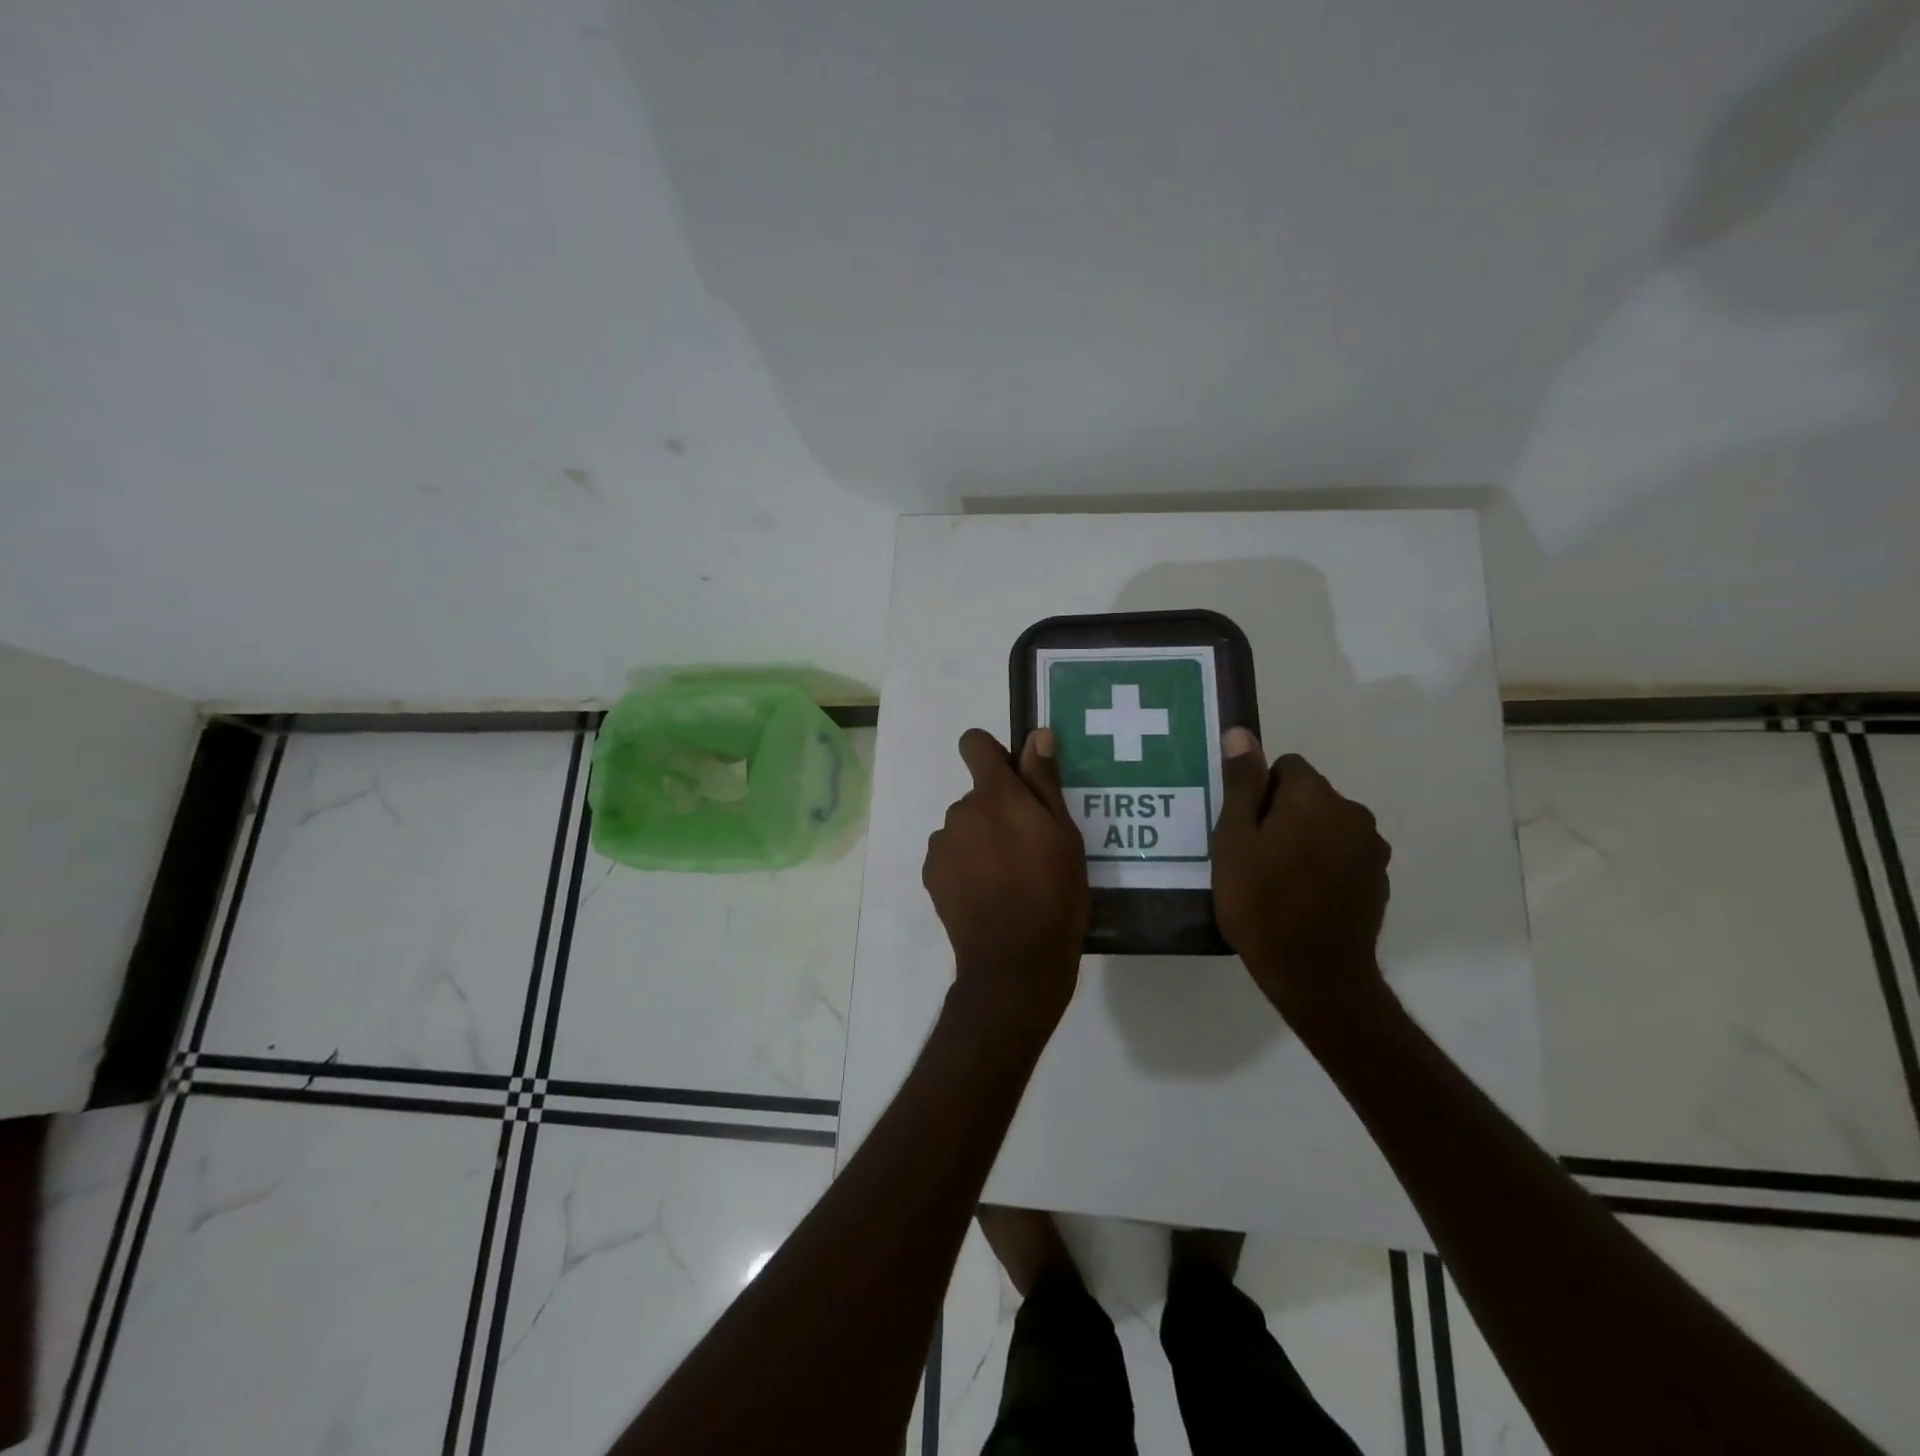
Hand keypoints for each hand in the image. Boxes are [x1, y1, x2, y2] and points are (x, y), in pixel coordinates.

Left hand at [923, 728, 1088, 1037]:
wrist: (1015, 963)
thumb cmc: (1053, 895)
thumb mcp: (1064, 836)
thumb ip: (1044, 781)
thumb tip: (1037, 735)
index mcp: (995, 795)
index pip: (974, 744)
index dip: (992, 754)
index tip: (1013, 779)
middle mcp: (961, 810)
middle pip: (977, 795)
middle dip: (997, 810)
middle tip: (1026, 848)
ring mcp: (942, 844)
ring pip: (964, 827)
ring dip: (980, 840)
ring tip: (1008, 878)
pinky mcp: (931, 874)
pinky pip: (950, 854)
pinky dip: (965, 865)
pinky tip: (987, 894)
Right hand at [1211, 730, 1391, 1025]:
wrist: (1315, 973)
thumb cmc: (1261, 901)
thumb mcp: (1234, 839)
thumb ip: (1241, 783)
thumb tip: (1242, 732)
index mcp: (1315, 796)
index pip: (1286, 766)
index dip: (1259, 791)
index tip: (1244, 828)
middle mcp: (1353, 812)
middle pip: (1309, 795)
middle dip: (1282, 814)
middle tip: (1254, 856)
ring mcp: (1371, 848)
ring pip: (1327, 826)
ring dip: (1305, 839)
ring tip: (1277, 880)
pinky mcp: (1378, 880)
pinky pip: (1343, 855)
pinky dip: (1324, 865)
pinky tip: (1303, 898)